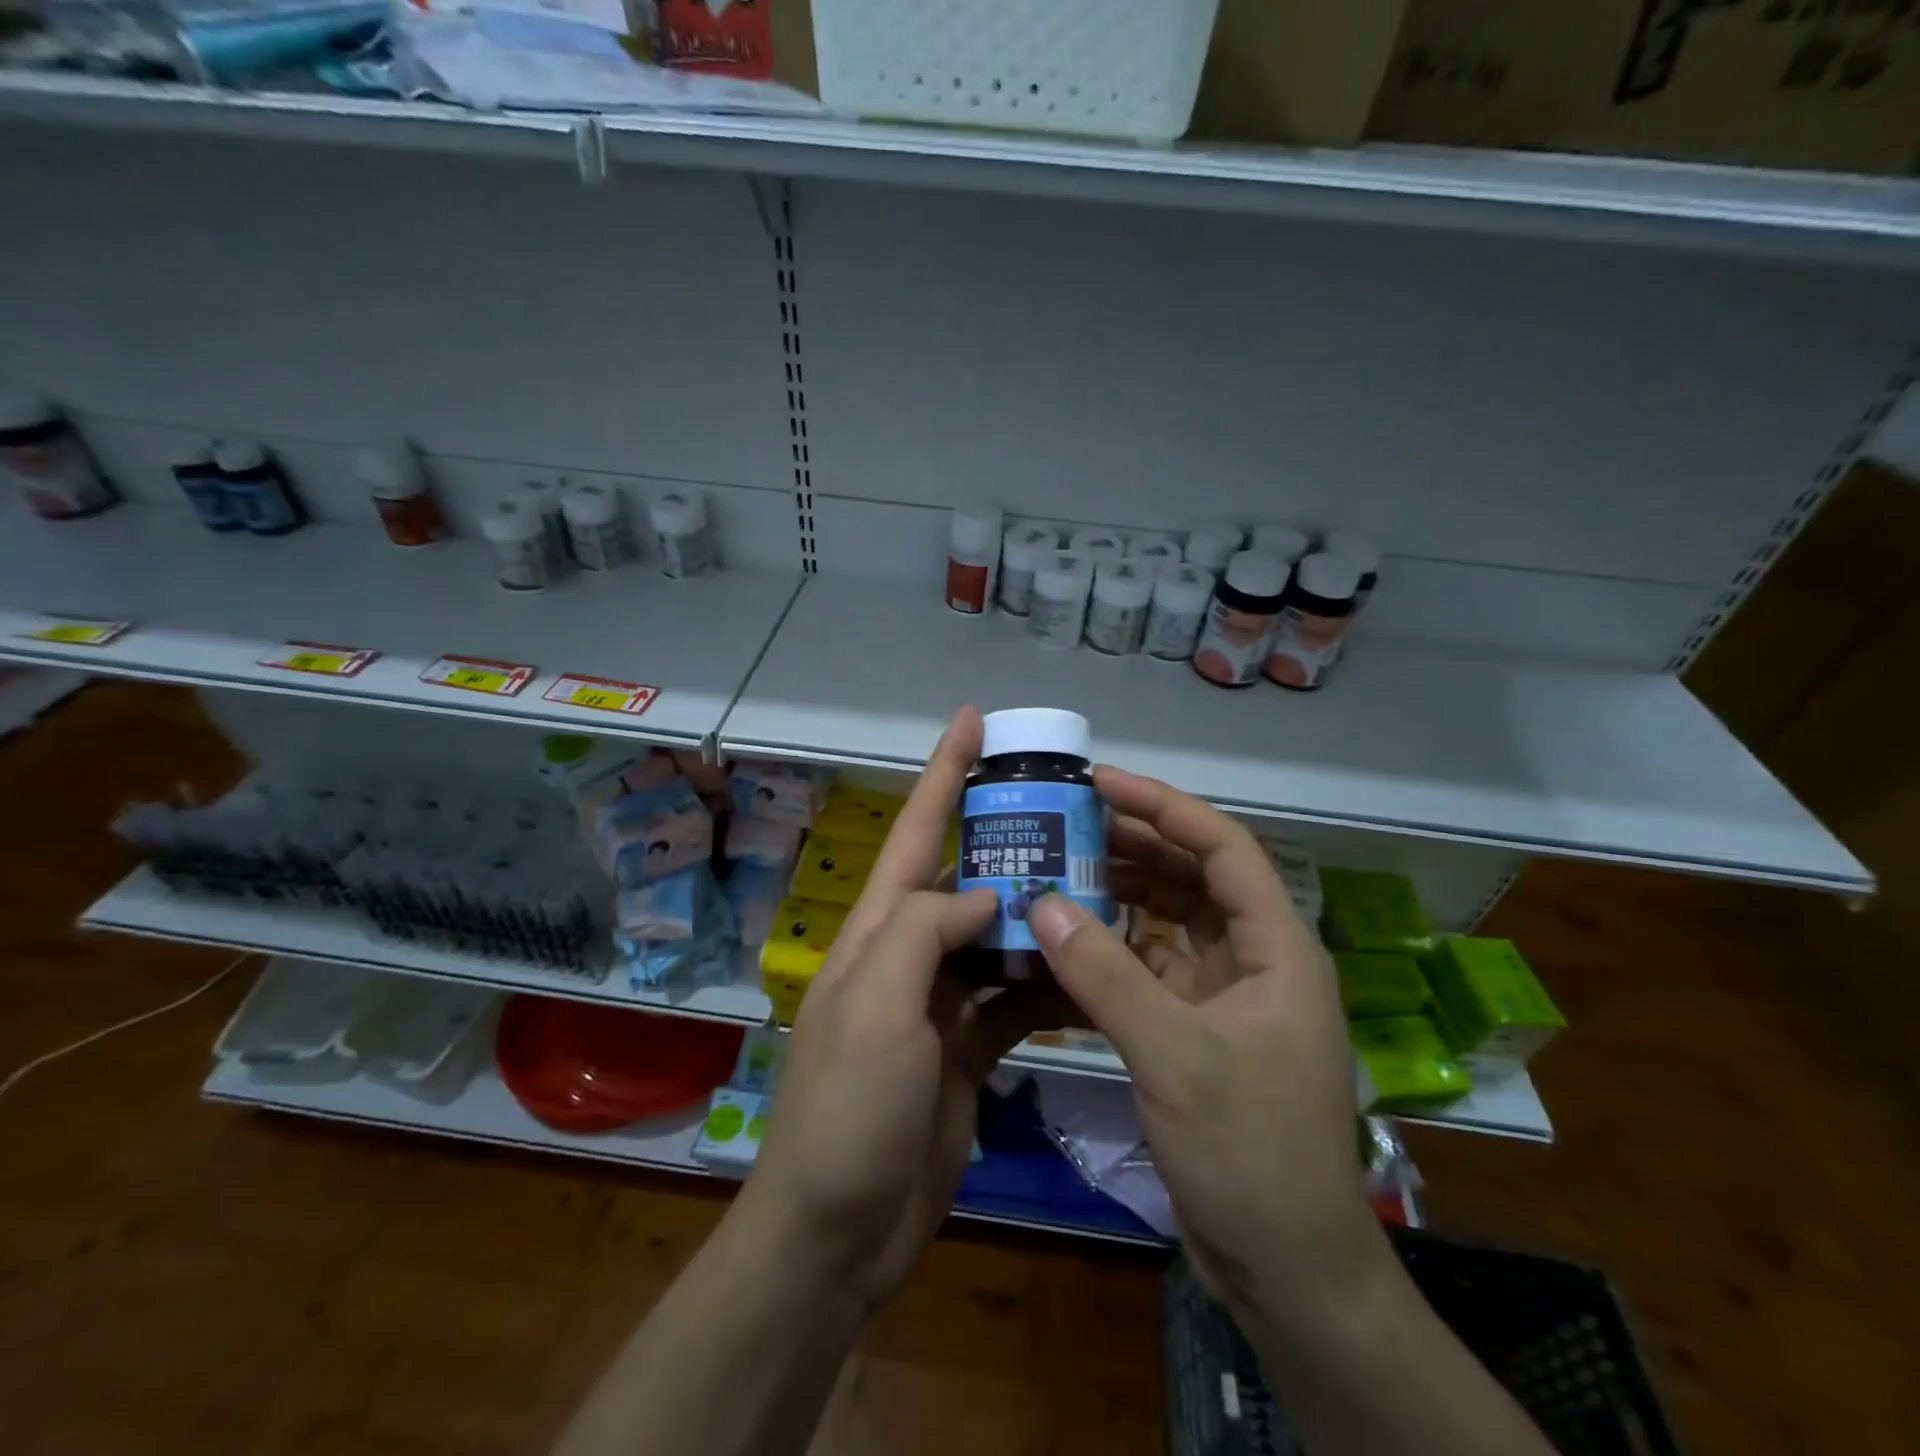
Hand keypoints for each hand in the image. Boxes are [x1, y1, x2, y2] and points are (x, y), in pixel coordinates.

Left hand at [742, 707, 1054, 1309]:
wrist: (840, 1229)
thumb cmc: (848, 1107)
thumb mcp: (876, 1003)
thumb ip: (925, 931)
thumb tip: (984, 893)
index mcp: (879, 931)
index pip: (917, 833)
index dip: (943, 773)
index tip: (974, 721)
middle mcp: (909, 955)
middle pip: (963, 876)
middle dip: (1007, 836)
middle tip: (1066, 804)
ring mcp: (939, 1003)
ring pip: (997, 937)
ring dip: (1038, 911)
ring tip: (1097, 879)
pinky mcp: (966, 1049)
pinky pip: (1013, 998)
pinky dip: (1046, 983)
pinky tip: (1088, 969)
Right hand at [1027, 767, 1387, 1325]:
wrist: (1287, 1268)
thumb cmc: (1250, 1151)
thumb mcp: (1174, 1055)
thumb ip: (1105, 975)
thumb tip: (1040, 903)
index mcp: (1275, 947)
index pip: (1222, 847)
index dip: (1163, 806)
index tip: (1102, 782)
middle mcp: (1255, 958)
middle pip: (1193, 876)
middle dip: (1133, 844)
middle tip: (1065, 822)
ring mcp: (1226, 994)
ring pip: (1169, 919)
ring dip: (1119, 893)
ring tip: (1058, 868)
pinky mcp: (1198, 1027)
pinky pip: (1150, 966)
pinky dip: (1112, 949)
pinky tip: (1067, 939)